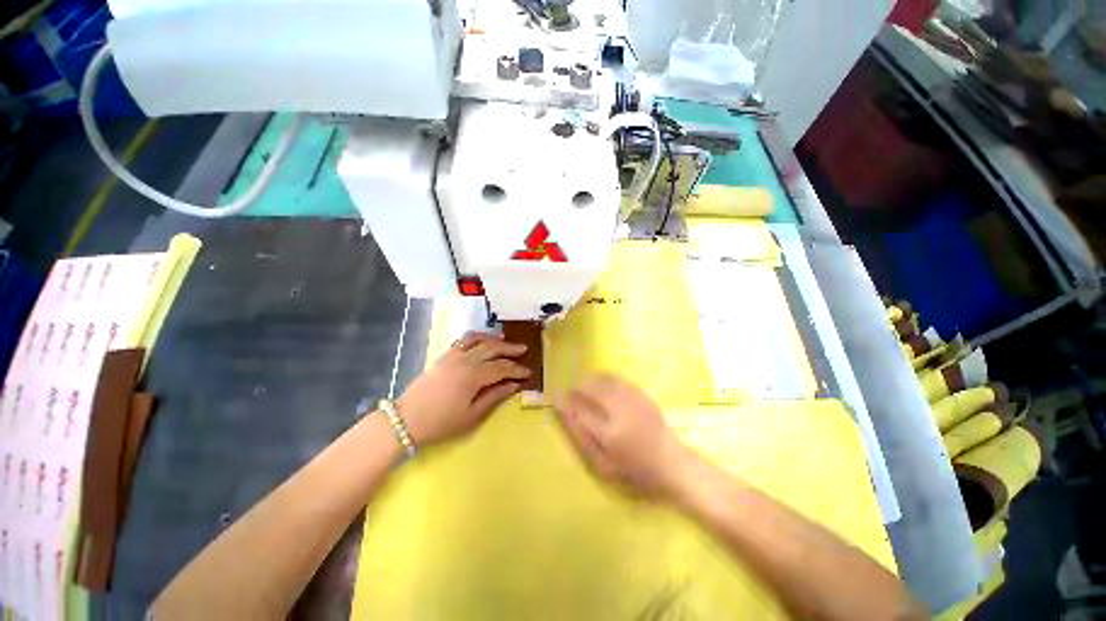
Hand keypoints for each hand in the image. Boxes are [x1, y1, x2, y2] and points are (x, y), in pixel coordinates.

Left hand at [398, 332, 529, 446]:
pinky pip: (463, 340)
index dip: (517, 369)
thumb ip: (495, 397)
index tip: (528, 372)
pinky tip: (483, 341)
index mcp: (473, 376)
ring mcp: (453, 355)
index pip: (502, 368)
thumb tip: (513, 385)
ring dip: (494, 339)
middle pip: (492, 349)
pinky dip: (477, 337)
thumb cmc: (442, 423)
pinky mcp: (444, 356)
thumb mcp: (472, 416)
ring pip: (478, 340)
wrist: (406, 420)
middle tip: (524, 350)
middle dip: (510, 349)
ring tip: (506, 340)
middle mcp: (465, 360)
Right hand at [554, 373, 690, 499]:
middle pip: (592, 389)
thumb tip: (565, 413)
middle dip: (577, 387)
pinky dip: (604, 378)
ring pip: (605, 380)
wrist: (672, 464)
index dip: (565, 401)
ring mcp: (634, 400)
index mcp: (610, 434)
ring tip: (583, 387)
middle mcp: (622, 412)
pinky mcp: (642, 394)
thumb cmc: (634, 471)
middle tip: (570, 392)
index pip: (580, 410)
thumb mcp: (603, 465)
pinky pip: (618, 379)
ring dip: (590, 380)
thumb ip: (582, 438)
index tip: (556, 397)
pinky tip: (601, 385)